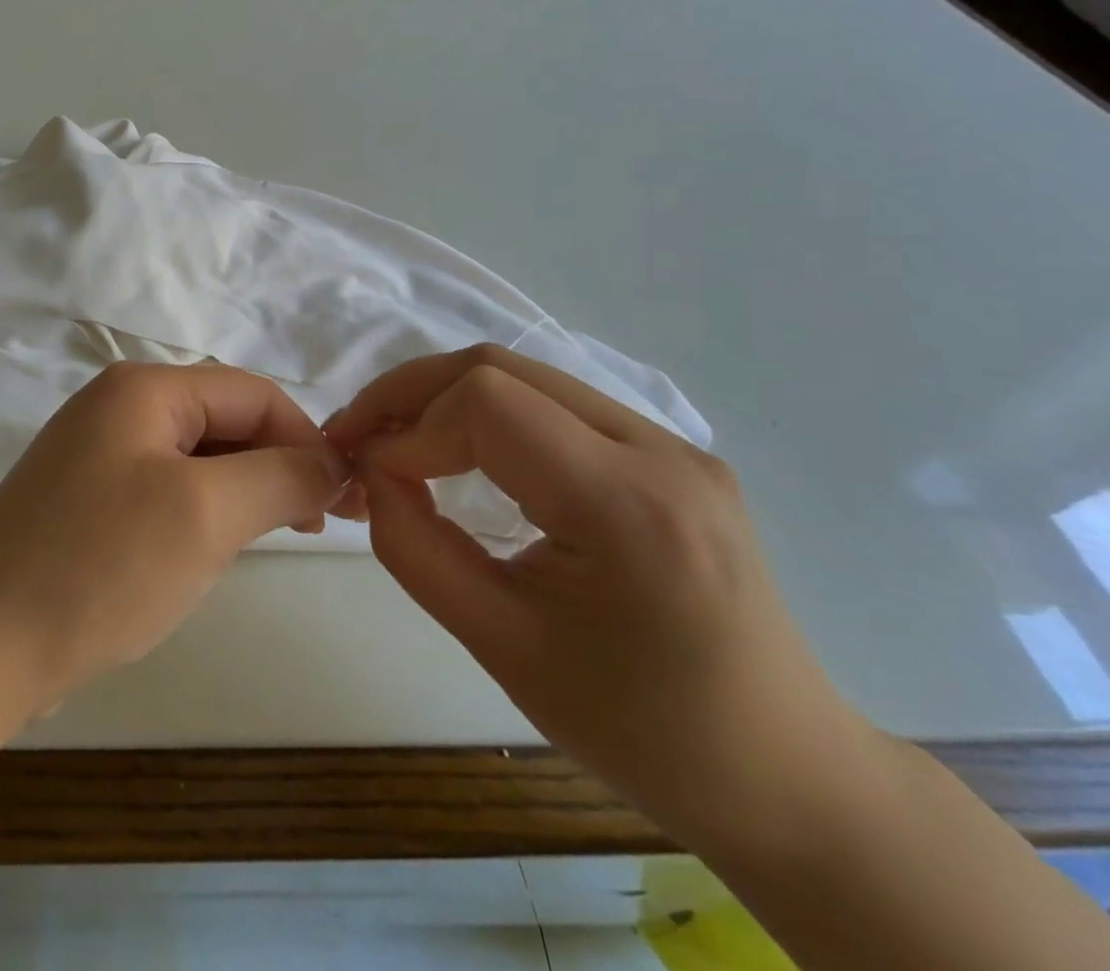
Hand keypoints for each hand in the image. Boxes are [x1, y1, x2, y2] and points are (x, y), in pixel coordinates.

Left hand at [0, 363, 347, 718]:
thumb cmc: (100, 567)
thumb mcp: (206, 514)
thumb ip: (281, 476)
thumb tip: (331, 460)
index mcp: (142, 388)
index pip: (252, 394)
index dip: (306, 439)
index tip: (344, 500)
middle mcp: (115, 405)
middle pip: (222, 421)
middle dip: (274, 467)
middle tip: (315, 526)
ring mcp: (94, 452)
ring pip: (195, 458)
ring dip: (239, 492)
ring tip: (264, 539)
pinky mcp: (84, 498)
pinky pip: (162, 489)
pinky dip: (199, 512)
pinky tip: (204, 552)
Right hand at [326, 344, 873, 851]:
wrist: (788, 776)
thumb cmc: (641, 731)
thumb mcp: (501, 647)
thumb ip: (415, 548)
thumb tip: (370, 475)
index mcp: (630, 506)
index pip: (488, 403)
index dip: (408, 426)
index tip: (368, 477)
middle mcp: (659, 450)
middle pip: (500, 367)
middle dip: (409, 393)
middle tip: (356, 436)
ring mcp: (672, 444)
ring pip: (524, 376)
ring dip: (443, 398)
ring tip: (393, 441)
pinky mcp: (668, 453)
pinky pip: (553, 404)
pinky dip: (485, 414)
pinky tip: (458, 452)